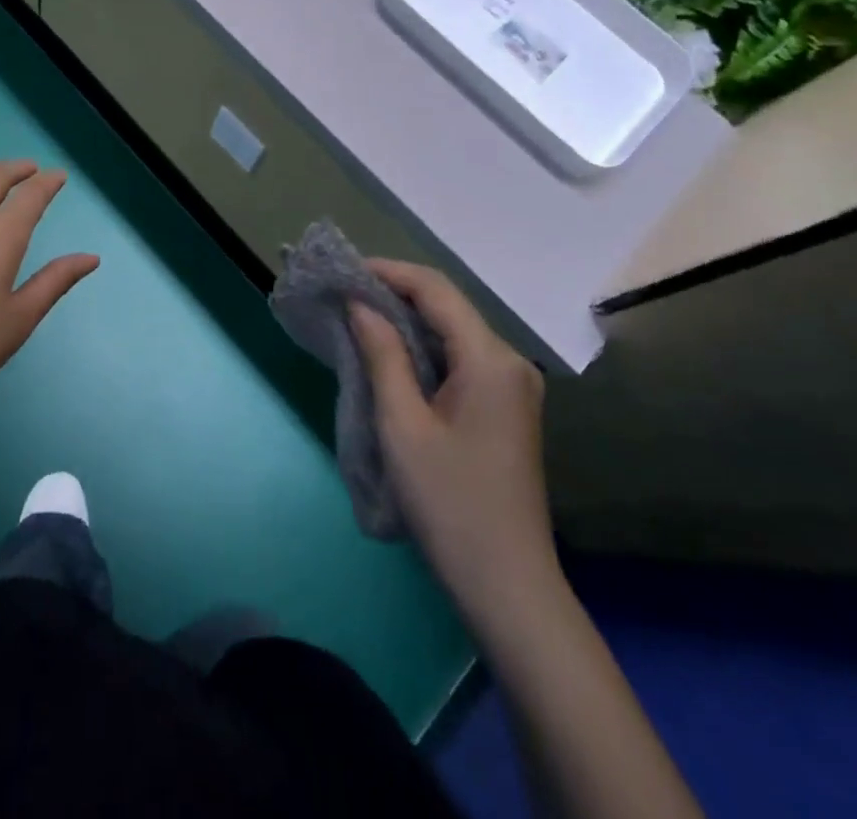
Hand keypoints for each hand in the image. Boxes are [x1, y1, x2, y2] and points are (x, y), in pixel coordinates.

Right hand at [350, 260, 558, 621]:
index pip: (436, 290)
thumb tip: (360, 304)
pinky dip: (423, 349)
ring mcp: (512, 387)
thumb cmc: (449, 502)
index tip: (344, 271)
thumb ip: (382, 355)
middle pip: (448, 307)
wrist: (507, 586)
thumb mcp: (402, 424)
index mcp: (491, 359)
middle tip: (344, 293)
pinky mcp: (505, 408)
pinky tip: (390, 355)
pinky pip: (460, 359)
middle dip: (395, 293)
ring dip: (407, 321)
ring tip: (358, 317)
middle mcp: (510, 362)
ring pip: (453, 332)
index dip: (389, 272)